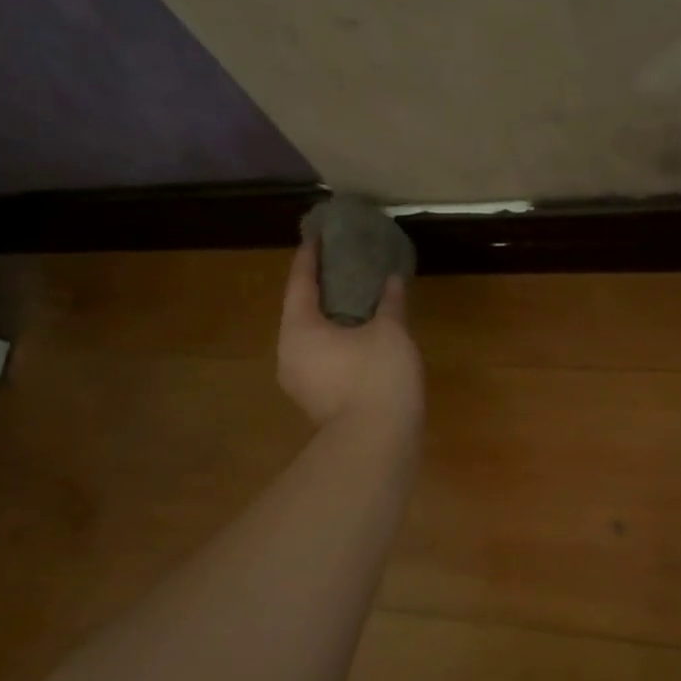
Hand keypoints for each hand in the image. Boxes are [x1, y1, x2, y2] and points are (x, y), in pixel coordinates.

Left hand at [277, 236, 423, 429]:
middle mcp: (289, 353)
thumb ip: (390, 302)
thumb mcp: (390, 332)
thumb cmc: (377, 377)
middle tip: (338, 266)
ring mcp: (299, 382)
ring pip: (310, 339)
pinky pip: (320, 359)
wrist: (376, 444)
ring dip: (328, 319)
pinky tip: (358, 337)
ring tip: (351, 301)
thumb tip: (392, 279)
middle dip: (318, 289)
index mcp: (299, 329)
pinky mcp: (315, 402)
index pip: (300, 282)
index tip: (317, 236)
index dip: (310, 257)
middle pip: (299, 311)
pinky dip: (335, 342)